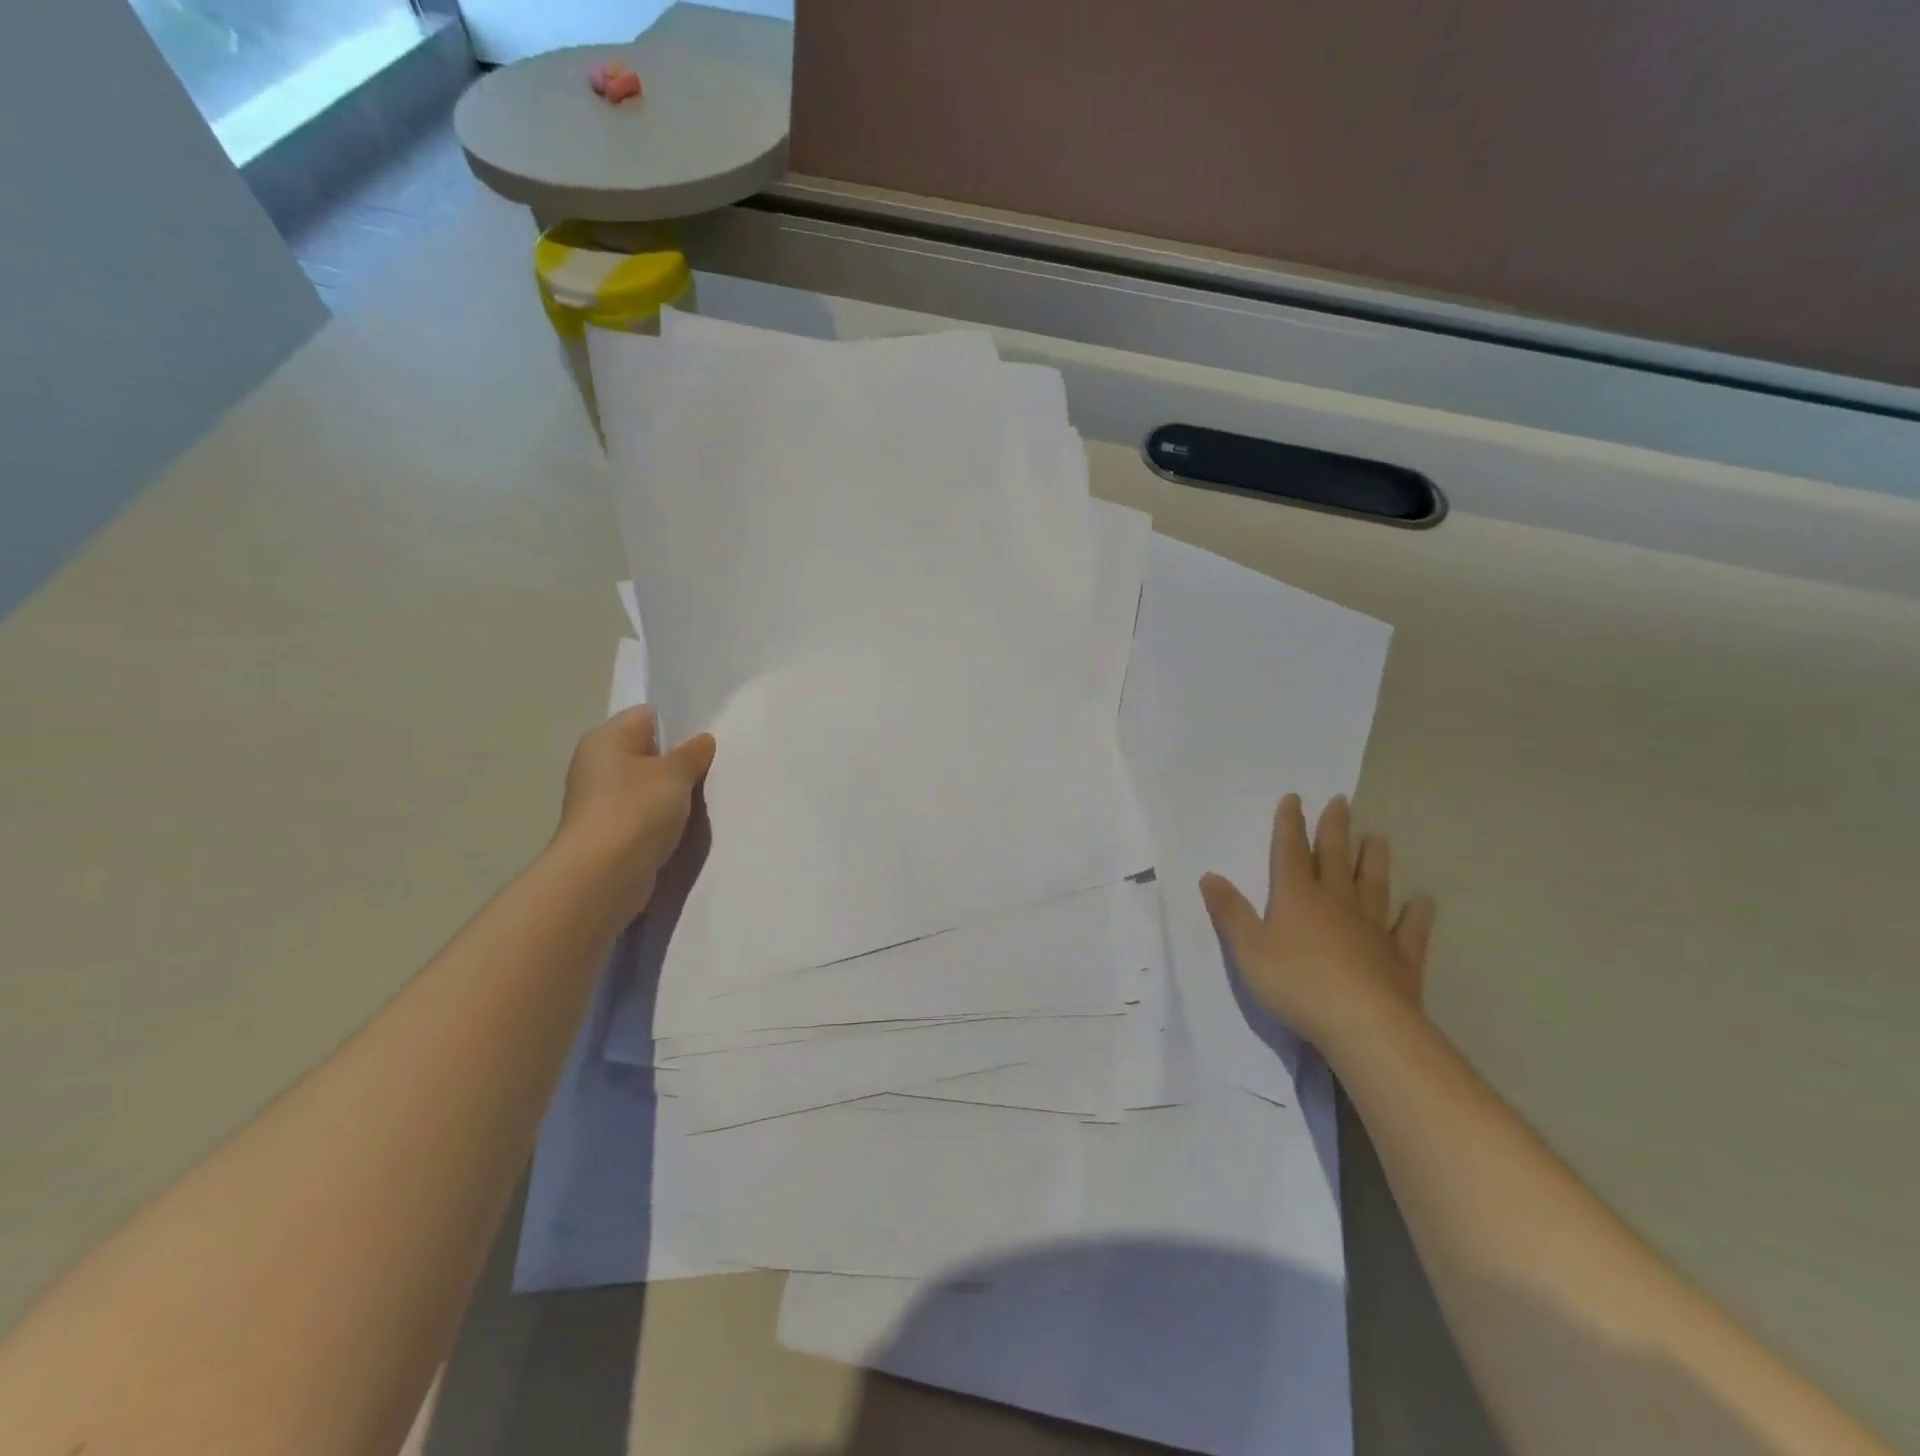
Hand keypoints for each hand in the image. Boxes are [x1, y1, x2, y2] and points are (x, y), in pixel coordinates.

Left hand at [553, 705, 716, 919]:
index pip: (648, 716)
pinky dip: (664, 817)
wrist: (603, 875)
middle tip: (715, 766)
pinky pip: (645, 813)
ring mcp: (602, 800)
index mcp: (606, 739)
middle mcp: (598, 764)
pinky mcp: (611, 830)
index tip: (710, 737)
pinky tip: (686, 824)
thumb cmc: (636, 810)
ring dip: (674, 792)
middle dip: (681, 759)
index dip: (680, 723)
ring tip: (705, 796)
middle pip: (649, 751)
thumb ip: (693, 753)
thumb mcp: (675, 773)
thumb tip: (703, 740)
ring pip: (649, 785)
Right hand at [1200, 793, 1436, 1049]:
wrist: (1362, 1023)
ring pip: (1373, 885)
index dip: (1290, 824)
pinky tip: (1423, 901)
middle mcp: (1336, 902)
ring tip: (1377, 837)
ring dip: (1373, 860)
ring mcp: (1372, 928)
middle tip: (1342, 802)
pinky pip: (1409, 930)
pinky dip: (1416, 914)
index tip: (1295, 798)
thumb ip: (1230, 912)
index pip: (1290, 852)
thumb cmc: (1296, 982)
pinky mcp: (1400, 958)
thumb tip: (1210, 875)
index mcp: (1297, 897)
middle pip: (1335, 858)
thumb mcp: (1247, 948)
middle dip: (1335, 829)